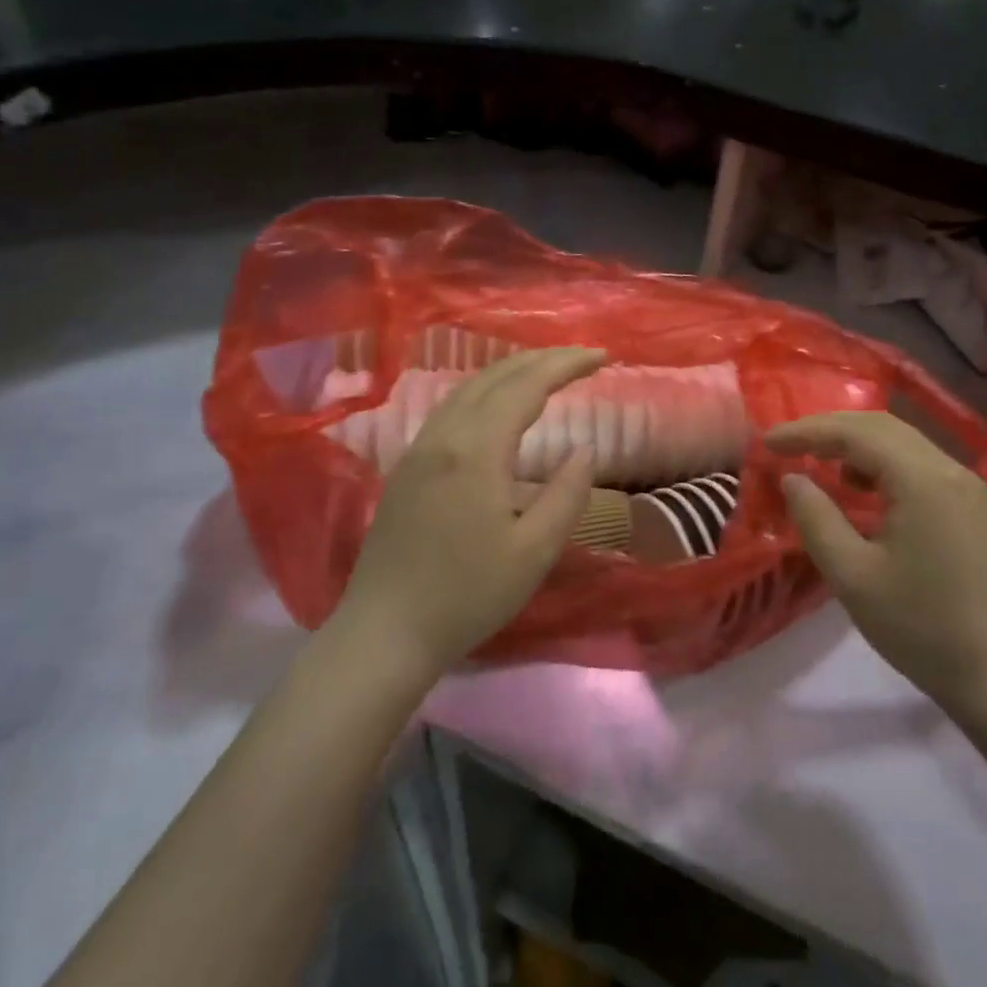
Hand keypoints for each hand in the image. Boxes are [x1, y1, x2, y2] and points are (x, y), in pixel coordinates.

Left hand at [328, 347, 604, 682]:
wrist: (385, 631)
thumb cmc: (467, 595)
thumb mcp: (533, 552)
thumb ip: (566, 494)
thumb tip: (584, 449)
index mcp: (476, 450)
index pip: (527, 386)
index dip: (566, 365)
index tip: (602, 356)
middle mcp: (444, 435)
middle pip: (496, 376)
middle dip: (542, 359)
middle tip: (582, 357)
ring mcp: (419, 448)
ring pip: (468, 387)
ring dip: (512, 370)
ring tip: (547, 370)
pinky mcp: (407, 465)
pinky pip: (452, 406)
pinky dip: (486, 390)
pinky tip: (498, 404)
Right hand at [767, 411, 986, 706]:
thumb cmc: (919, 627)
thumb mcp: (852, 576)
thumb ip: (816, 518)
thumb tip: (792, 478)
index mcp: (922, 480)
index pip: (855, 433)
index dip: (807, 431)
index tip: (767, 442)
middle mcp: (948, 468)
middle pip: (880, 426)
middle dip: (829, 429)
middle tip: (786, 445)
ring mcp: (964, 484)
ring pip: (900, 441)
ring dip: (854, 443)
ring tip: (815, 461)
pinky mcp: (969, 503)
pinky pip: (916, 462)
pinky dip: (879, 461)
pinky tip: (857, 486)